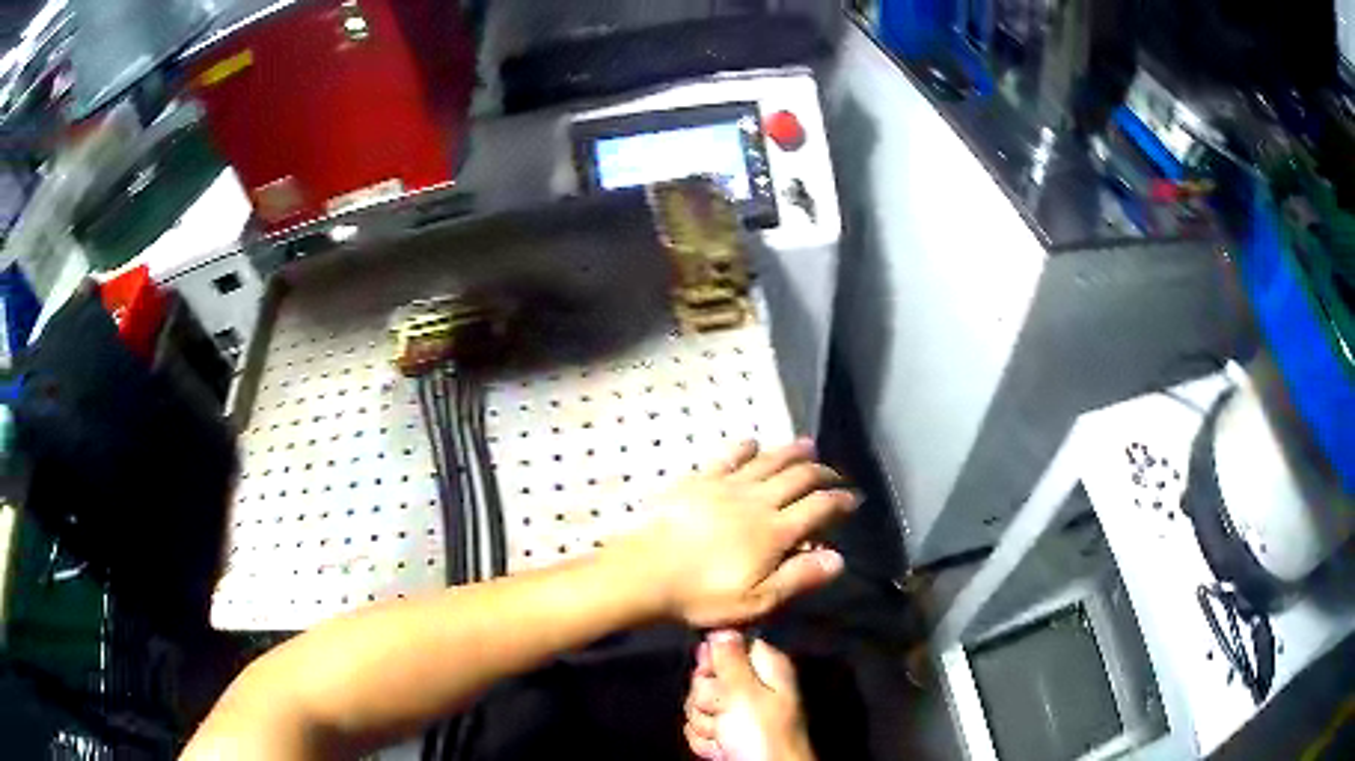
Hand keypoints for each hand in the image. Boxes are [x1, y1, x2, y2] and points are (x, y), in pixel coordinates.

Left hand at [614, 439, 855, 627]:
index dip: (839, 501)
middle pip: (797, 478)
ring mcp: (727, 486)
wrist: (646, 571)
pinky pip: (728, 457)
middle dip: (821, 473)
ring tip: (807, 445)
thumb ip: (799, 576)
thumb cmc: (702, 594)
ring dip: (791, 452)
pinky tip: (752, 443)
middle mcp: (757, 501)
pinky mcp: (699, 481)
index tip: (853, 498)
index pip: (818, 508)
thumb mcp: (757, 600)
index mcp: (775, 531)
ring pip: (768, 461)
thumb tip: (839, 557)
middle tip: (834, 473)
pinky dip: (745, 448)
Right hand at [684, 630, 815, 760]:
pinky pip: (698, 729)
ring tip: (726, 737)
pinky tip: (721, 749)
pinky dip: (706, 741)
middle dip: (706, 699)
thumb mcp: (745, 693)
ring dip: (705, 724)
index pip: (728, 645)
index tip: (708, 674)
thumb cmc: (760, 733)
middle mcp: (752, 688)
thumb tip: (721, 627)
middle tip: (724, 714)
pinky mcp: (725, 736)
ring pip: (697, 706)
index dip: (712, 660)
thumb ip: (729, 659)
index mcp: (766, 668)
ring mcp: (737, 715)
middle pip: (707, 678)